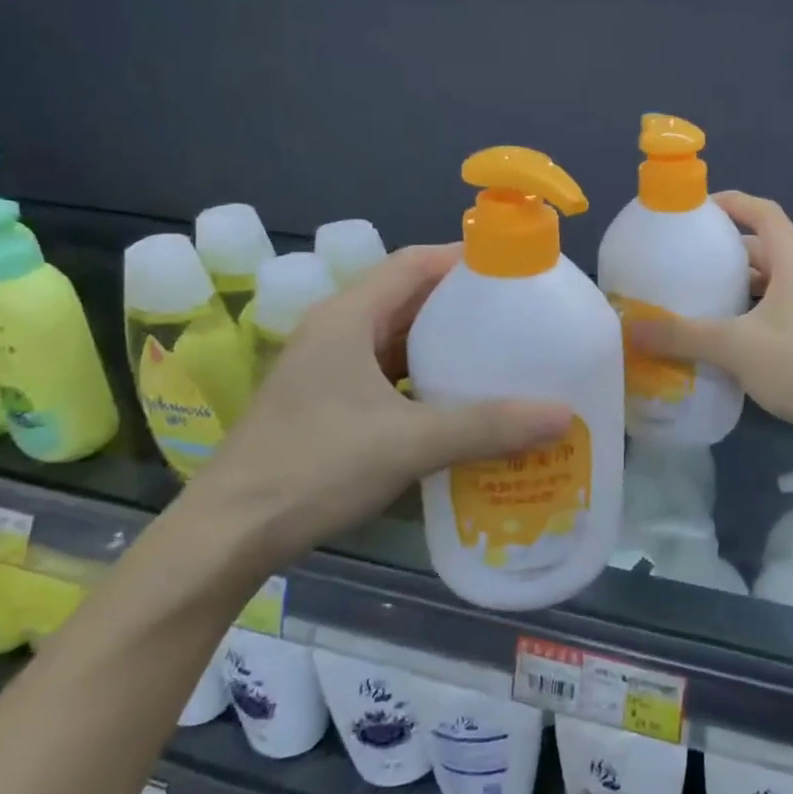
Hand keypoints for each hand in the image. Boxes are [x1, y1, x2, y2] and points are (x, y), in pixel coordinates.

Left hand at [183, 245, 571, 571]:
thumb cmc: (315, 467)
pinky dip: (423, 378)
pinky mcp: (326, 403)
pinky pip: (386, 373)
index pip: (413, 264)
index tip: (515, 270)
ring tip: (498, 354)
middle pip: (408, 298)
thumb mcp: (410, 442)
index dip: (464, 259)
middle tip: (520, 316)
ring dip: (442, 343)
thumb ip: (487, 426)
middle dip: (462, 304)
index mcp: (347, 317)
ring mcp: (327, 369)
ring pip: (396, 338)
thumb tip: (563, 415)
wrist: (229, 534)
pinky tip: (456, 400)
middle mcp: (335, 331)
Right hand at [626, 191, 792, 442]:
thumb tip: (632, 328)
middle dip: (726, 249)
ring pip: (771, 279)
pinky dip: (751, 309)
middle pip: (764, 246)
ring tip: (699, 294)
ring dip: (738, 282)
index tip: (696, 209)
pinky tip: (726, 332)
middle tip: (687, 258)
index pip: (763, 212)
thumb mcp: (733, 346)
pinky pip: (778, 305)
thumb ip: (682, 335)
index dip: (731, 203)